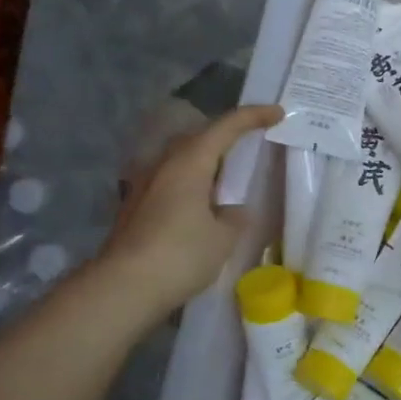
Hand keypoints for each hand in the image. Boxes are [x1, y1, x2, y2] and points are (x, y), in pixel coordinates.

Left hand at [93, 103, 282, 322]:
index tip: (277, 113)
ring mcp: (145, 185)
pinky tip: (202, 204)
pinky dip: (192, 182)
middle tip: (251, 143)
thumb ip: (234, 217)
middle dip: (226, 136)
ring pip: (181, 159)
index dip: (253, 117)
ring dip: (206, 161)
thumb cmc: (180, 255)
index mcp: (189, 162)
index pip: (225, 127)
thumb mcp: (223, 238)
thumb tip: (232, 211)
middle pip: (198, 137)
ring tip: (228, 176)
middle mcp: (163, 164)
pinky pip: (171, 181)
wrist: (123, 287)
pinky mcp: (136, 206)